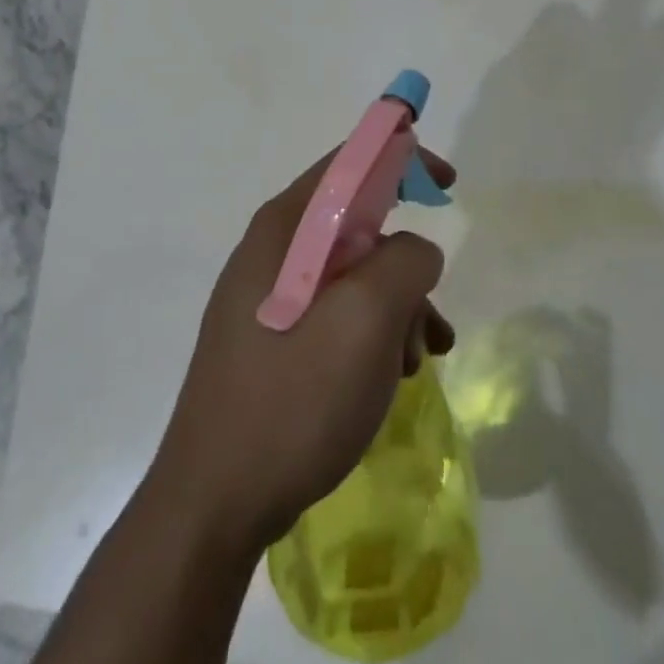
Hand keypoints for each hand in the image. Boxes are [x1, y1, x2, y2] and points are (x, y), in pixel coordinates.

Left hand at [148, 149, 456, 556]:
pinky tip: (393, 376)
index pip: (350, 163)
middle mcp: (273, 252)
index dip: (403, 158)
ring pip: (355, 276)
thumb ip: (406, 261)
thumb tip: (414, 250)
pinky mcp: (274, 340)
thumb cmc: (293, 398)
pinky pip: (338, 315)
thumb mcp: (367, 319)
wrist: (215, 504)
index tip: (448, 184)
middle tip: (430, 309)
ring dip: (397, 307)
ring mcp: (270, 298)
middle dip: (405, 263)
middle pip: (358, 225)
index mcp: (285, 229)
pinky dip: (374, 334)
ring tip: (416, 360)